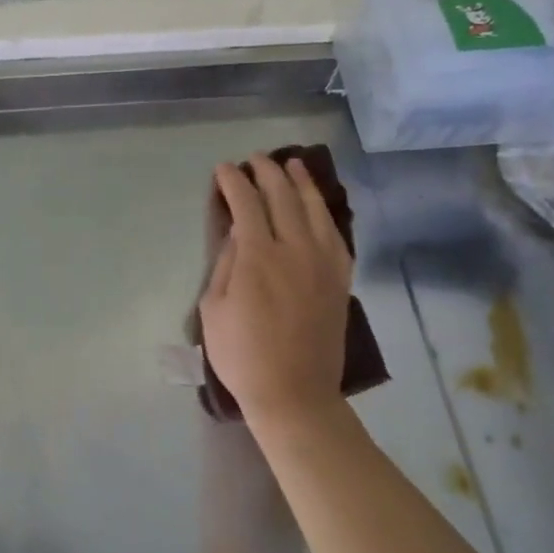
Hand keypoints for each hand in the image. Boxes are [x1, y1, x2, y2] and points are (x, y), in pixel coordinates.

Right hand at [200, 155, 353, 425]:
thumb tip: (237, 231)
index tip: (224, 170)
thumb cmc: (242, 354)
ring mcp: (323, 263)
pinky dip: (324, 213)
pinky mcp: (340, 279)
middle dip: (267, 172)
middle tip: (255, 160)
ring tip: (293, 165)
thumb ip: (226, 263)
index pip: (246, 202)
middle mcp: (294, 249)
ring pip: (314, 209)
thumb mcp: (213, 308)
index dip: (233, 181)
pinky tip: (318, 206)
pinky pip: (336, 235)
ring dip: (301, 182)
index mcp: (258, 256)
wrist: (294, 393)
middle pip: (283, 196)